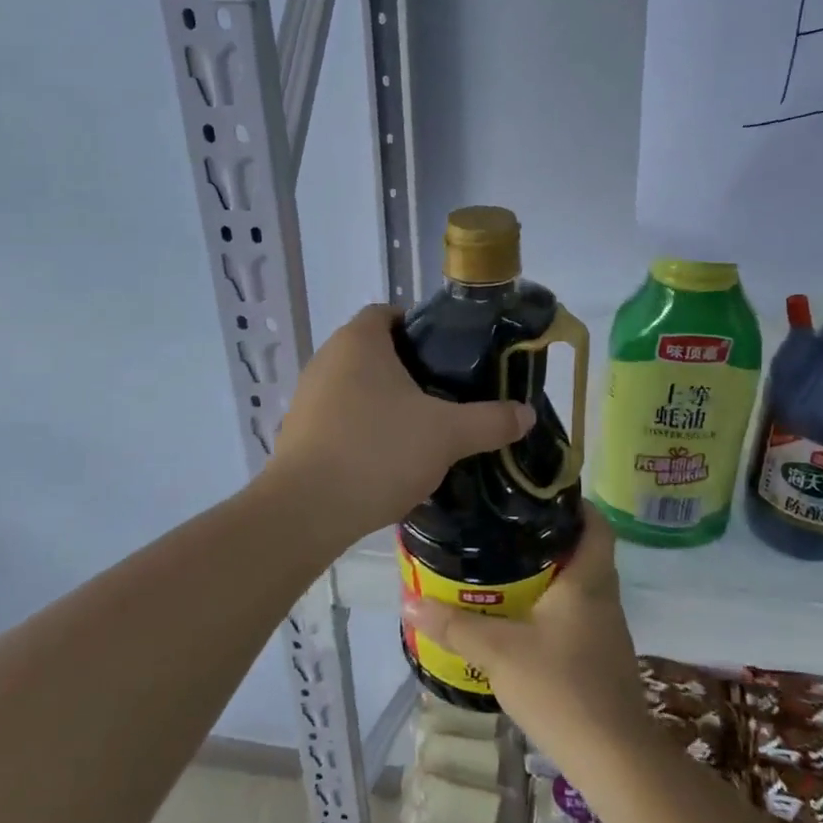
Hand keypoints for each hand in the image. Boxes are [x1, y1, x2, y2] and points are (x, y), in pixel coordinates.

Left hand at [262, 304, 532, 540]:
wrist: (308, 510)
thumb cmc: (379, 451)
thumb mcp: (447, 435)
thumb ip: (490, 421)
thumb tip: (526, 414)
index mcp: (358, 341)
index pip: (389, 313)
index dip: (420, 328)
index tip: (448, 357)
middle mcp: (326, 359)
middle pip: (374, 351)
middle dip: (408, 370)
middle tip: (444, 396)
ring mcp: (306, 397)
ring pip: (356, 387)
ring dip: (385, 403)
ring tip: (420, 430)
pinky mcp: (297, 432)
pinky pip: (339, 419)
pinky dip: (363, 429)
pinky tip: (386, 459)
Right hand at [401, 508, 649, 766]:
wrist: (614, 759)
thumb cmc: (561, 688)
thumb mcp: (499, 653)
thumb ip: (455, 626)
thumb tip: (409, 602)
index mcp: (588, 579)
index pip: (595, 522)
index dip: (573, 503)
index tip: (536, 496)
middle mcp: (603, 596)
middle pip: (583, 550)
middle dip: (547, 538)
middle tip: (504, 530)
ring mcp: (606, 629)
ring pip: (579, 585)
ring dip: (549, 575)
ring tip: (504, 569)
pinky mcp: (602, 657)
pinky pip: (576, 615)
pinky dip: (552, 608)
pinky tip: (521, 620)